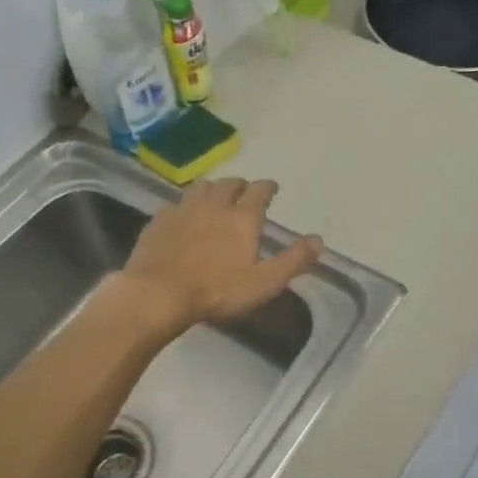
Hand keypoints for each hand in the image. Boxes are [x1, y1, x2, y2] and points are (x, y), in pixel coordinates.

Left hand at [115, 178, 322, 337]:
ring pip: (202, 188)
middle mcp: (214, 205)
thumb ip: (293, 260)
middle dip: (240, 185)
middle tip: (244, 191)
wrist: (158, 293)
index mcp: (242, 218)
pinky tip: (183, 215)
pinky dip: (185, 205)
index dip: (267, 187)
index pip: (259, 192)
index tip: (272, 187)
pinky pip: (176, 204)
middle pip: (229, 184)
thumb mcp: (264, 282)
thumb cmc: (217, 291)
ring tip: (216, 196)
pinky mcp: (159, 220)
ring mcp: (183, 210)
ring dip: (213, 189)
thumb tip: (318, 240)